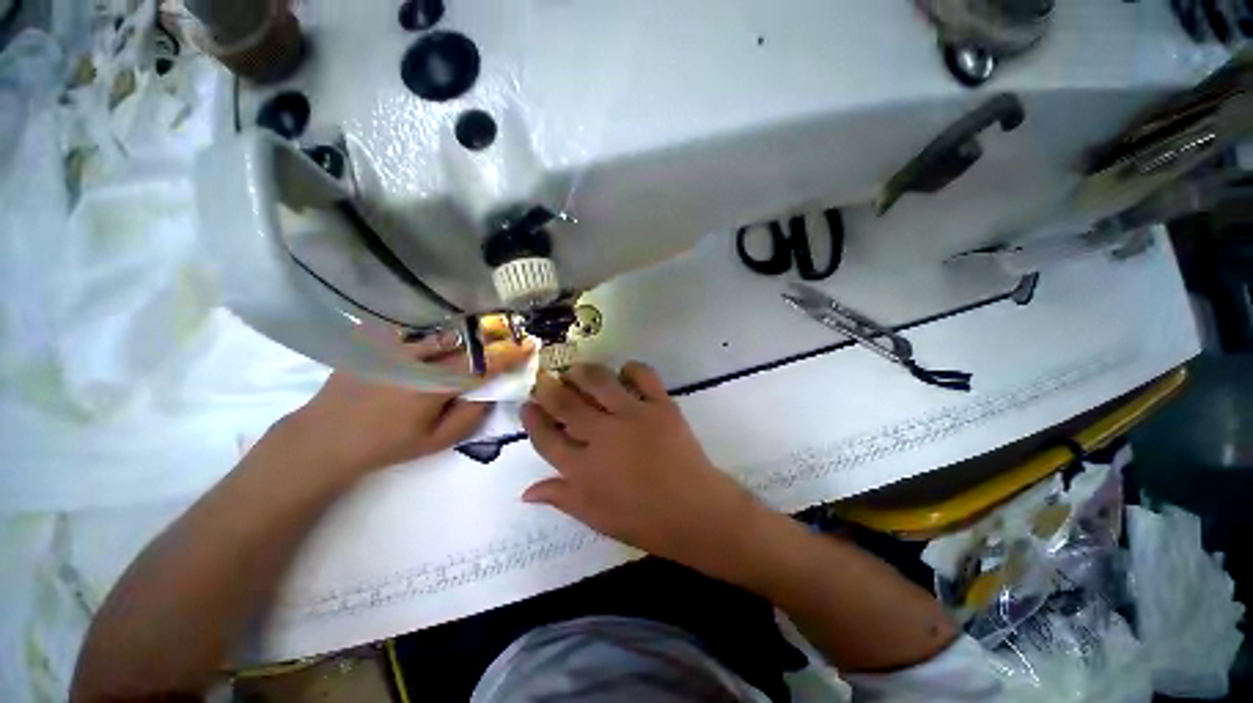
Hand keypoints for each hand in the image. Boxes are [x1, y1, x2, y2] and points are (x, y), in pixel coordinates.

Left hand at [284, 329, 532, 477]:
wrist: (325, 438)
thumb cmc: (387, 444)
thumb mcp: (436, 441)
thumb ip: (471, 416)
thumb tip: (492, 392)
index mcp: (434, 386)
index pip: (482, 365)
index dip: (509, 355)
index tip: (528, 346)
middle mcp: (417, 361)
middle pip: (465, 342)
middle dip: (490, 340)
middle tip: (505, 341)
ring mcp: (393, 348)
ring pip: (441, 333)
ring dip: (464, 336)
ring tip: (474, 341)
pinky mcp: (375, 342)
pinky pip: (413, 330)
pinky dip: (432, 333)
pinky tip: (434, 342)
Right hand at [521, 362, 766, 573]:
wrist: (695, 512)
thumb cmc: (643, 520)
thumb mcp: (595, 517)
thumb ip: (560, 498)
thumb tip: (526, 491)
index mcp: (583, 470)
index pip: (546, 439)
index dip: (532, 420)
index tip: (527, 405)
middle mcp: (602, 436)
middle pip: (566, 405)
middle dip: (549, 388)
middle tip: (545, 378)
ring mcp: (633, 416)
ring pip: (599, 382)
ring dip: (583, 372)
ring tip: (576, 369)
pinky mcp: (661, 406)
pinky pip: (643, 376)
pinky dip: (631, 368)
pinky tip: (624, 370)